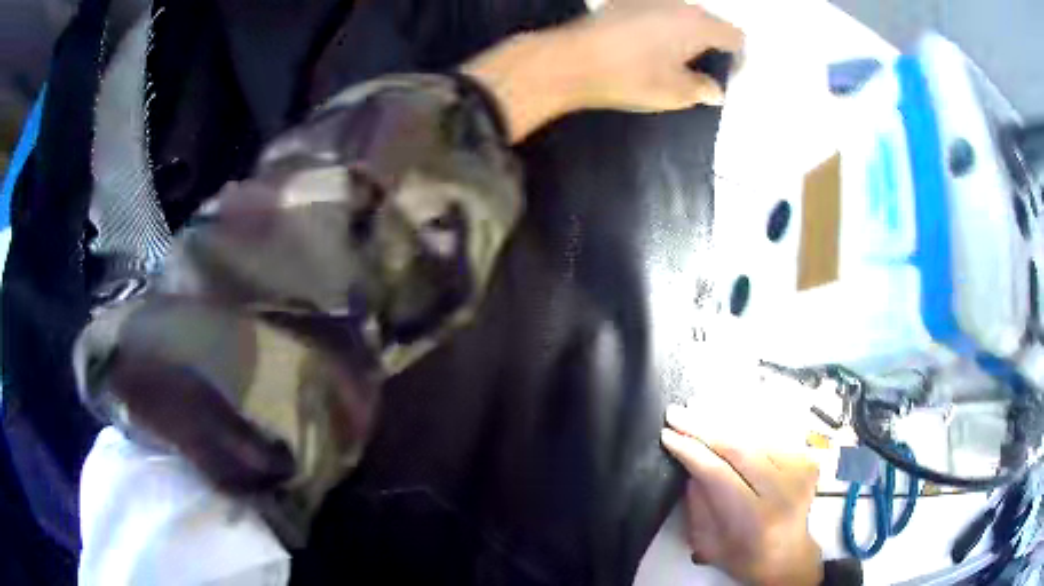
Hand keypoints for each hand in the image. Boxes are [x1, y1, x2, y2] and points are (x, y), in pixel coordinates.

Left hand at [463, 2, 743, 141]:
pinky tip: (646, 46)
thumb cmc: (631, 77)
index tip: (727, 73)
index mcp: (698, 25)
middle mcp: (678, 5)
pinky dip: (660, 26)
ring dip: (685, 33)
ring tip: (672, 58)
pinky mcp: (624, 1)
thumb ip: (702, 89)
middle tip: (701, 68)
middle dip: (711, 43)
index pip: (735, 37)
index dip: (736, 56)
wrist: (572, 59)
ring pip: (681, 14)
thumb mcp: (675, 93)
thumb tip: (715, 90)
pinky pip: (656, 12)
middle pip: (709, 21)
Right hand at [661, 404, 822, 585]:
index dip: (691, 451)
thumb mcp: (708, 541)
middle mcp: (783, 490)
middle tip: (676, 412)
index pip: (718, 473)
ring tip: (696, 407)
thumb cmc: (743, 555)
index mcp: (755, 518)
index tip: (667, 435)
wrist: (788, 554)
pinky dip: (745, 425)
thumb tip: (688, 461)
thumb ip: (697, 503)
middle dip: (703, 427)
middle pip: (739, 446)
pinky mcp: (807, 459)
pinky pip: (770, 435)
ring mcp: (799, 470)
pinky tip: (725, 418)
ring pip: (755, 434)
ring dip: (723, 420)